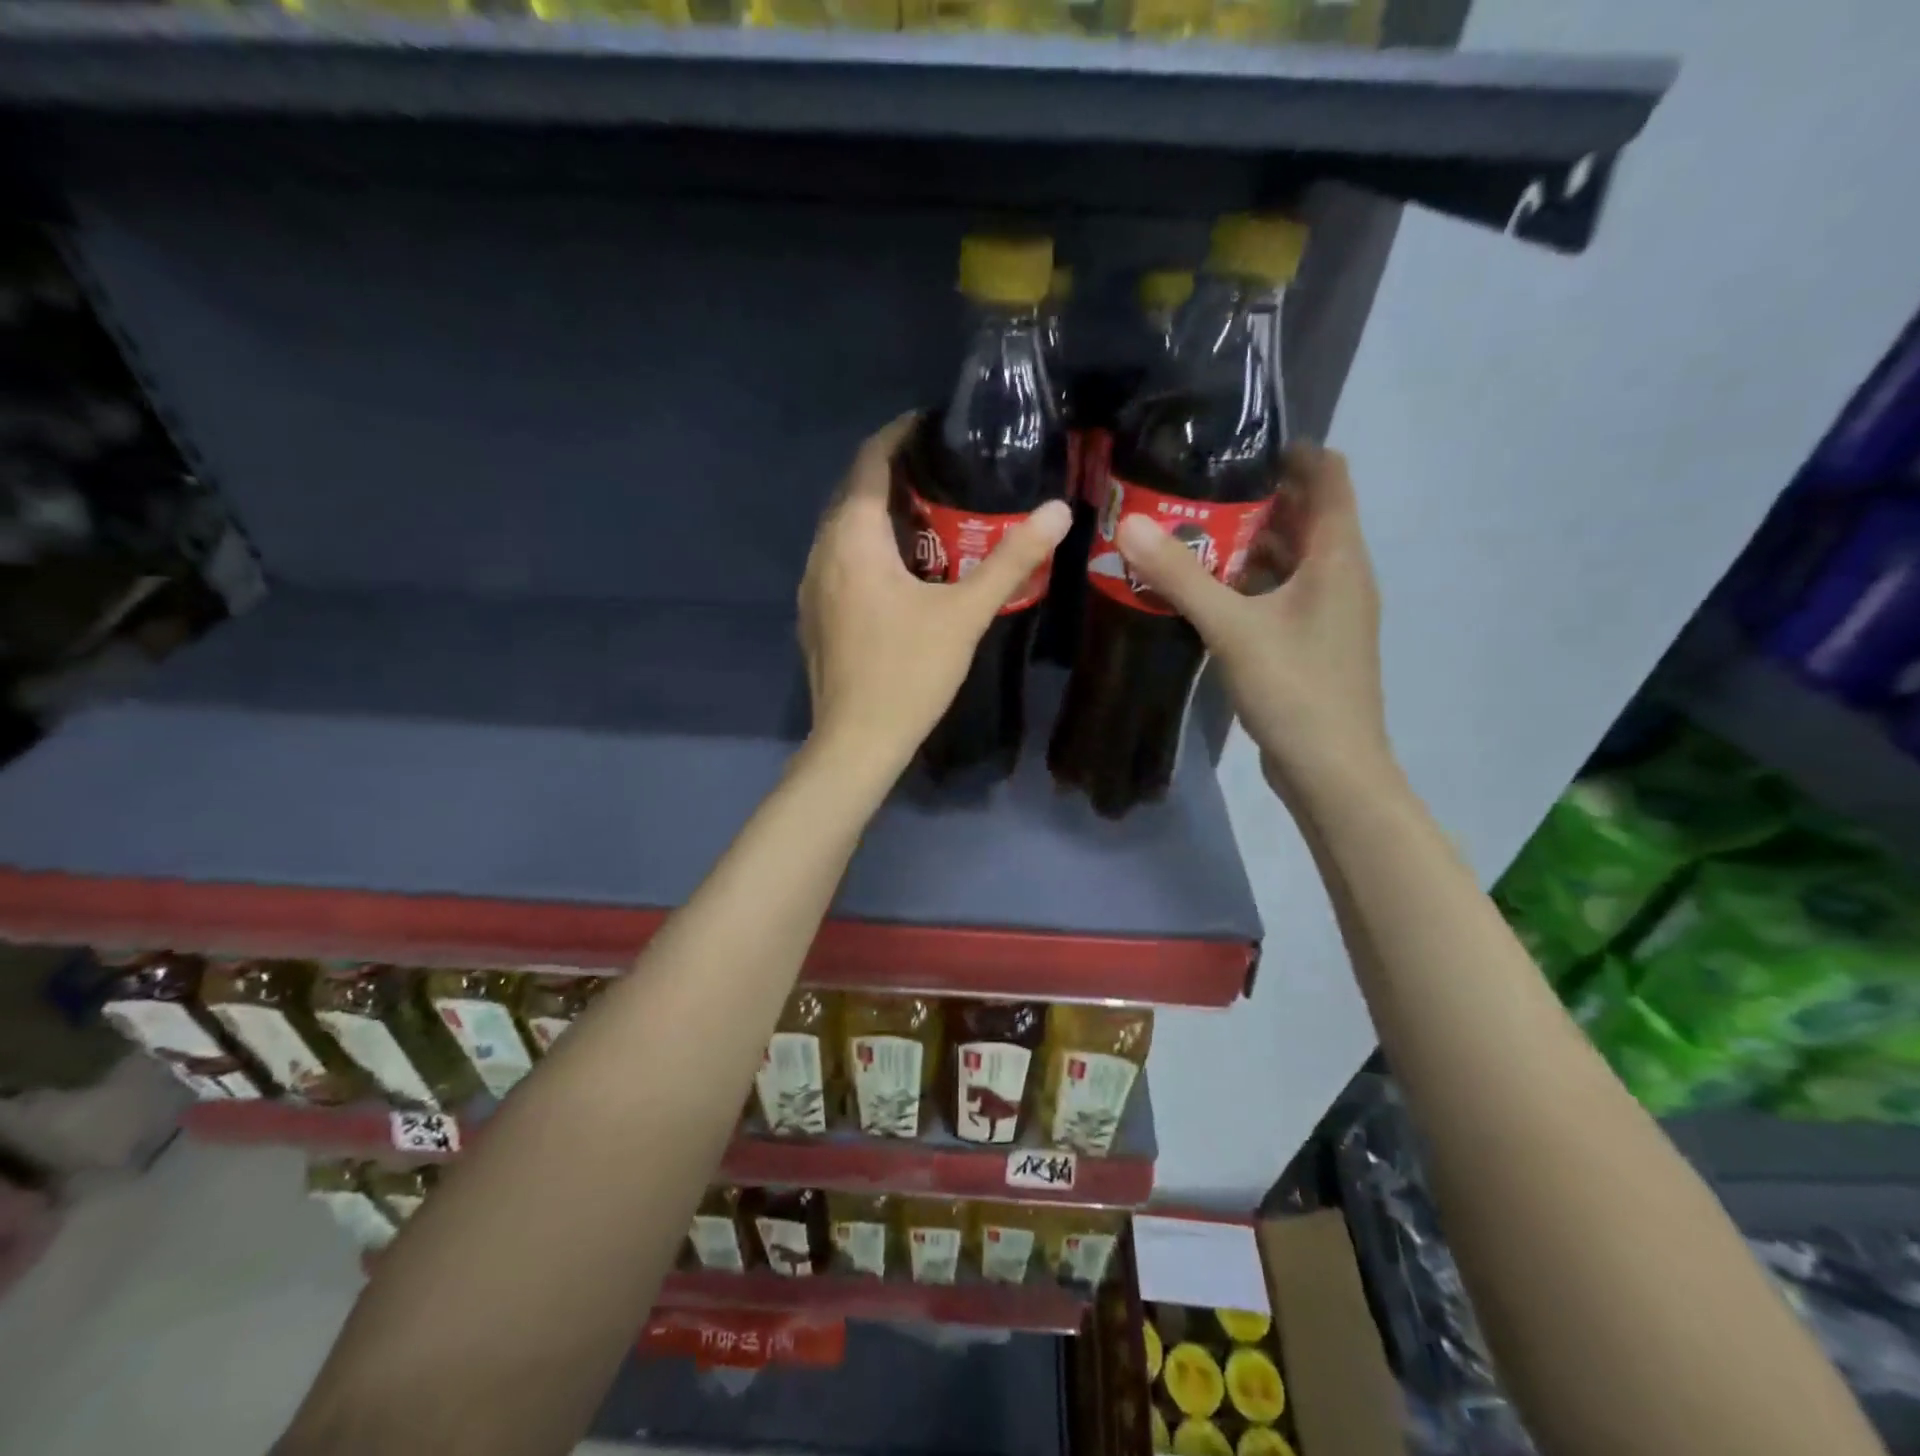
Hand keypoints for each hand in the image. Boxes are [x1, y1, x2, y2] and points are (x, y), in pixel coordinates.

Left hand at [799, 415, 1071, 776]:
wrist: (857, 741)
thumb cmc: (909, 672)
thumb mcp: (966, 613)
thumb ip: (1012, 560)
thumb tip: (1059, 510)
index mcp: (853, 540)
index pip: (868, 464)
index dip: (897, 436)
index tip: (930, 424)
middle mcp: (822, 553)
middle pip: (852, 494)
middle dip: (891, 476)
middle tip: (941, 473)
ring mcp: (812, 588)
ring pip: (842, 532)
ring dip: (877, 516)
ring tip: (926, 517)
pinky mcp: (814, 617)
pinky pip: (838, 562)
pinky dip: (866, 550)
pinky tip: (898, 571)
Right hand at [1114, 444, 1391, 798]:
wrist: (1331, 769)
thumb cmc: (1294, 688)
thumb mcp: (1232, 628)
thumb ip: (1182, 577)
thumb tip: (1130, 524)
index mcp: (1337, 557)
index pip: (1329, 476)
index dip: (1291, 452)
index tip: (1235, 448)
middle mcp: (1341, 575)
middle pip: (1305, 516)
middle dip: (1254, 500)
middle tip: (1193, 492)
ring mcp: (1328, 612)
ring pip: (1289, 560)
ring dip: (1245, 546)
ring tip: (1188, 536)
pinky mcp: (1311, 642)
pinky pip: (1280, 595)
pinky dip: (1247, 584)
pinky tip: (1204, 593)